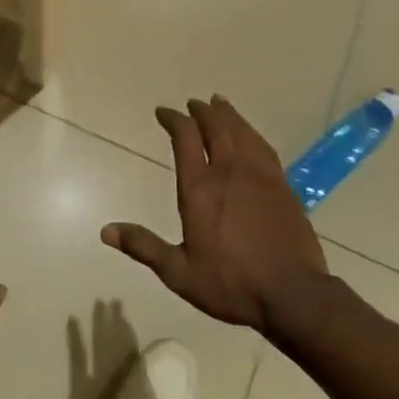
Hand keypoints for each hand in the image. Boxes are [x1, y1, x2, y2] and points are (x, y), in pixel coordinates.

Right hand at [103, 96, 327, 334]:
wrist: (292, 294)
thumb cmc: (231, 284)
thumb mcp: (179, 272)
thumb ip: (144, 247)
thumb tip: (106, 231)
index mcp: (200, 188)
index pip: (185, 139)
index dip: (173, 120)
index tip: (163, 112)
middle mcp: (229, 172)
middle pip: (216, 127)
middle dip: (202, 111)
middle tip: (193, 103)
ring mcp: (260, 176)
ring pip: (242, 132)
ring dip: (228, 115)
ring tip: (220, 103)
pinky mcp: (283, 186)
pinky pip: (264, 147)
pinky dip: (252, 133)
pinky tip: (250, 134)